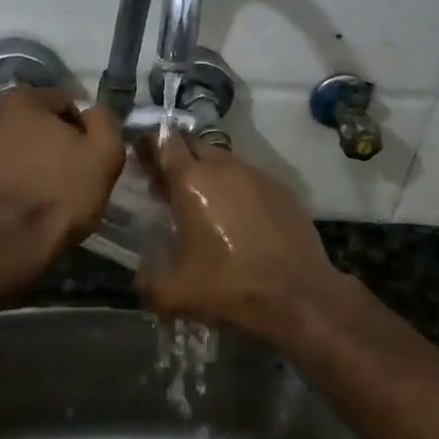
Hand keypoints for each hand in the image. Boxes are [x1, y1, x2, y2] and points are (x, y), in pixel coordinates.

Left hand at [0, 88, 124, 288]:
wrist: (1, 252)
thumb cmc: (58, 197)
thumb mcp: (104, 154)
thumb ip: (105, 120)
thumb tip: (95, 113)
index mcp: (19, 100)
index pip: (63, 103)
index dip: (81, 132)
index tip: (86, 161)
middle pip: (32, 123)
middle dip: (49, 143)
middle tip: (65, 177)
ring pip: (9, 146)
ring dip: (25, 160)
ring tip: (39, 194)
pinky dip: (5, 180)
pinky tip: (17, 205)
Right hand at [137, 134, 341, 335]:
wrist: (298, 296)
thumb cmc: (229, 286)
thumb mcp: (174, 293)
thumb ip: (147, 280)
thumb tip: (140, 276)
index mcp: (192, 181)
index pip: (164, 142)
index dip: (150, 145)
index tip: (141, 156)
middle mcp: (224, 167)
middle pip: (195, 146)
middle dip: (180, 159)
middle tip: (171, 186)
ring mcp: (257, 176)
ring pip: (225, 162)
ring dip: (210, 175)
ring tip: (205, 206)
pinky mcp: (282, 190)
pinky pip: (251, 180)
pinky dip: (238, 191)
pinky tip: (240, 220)